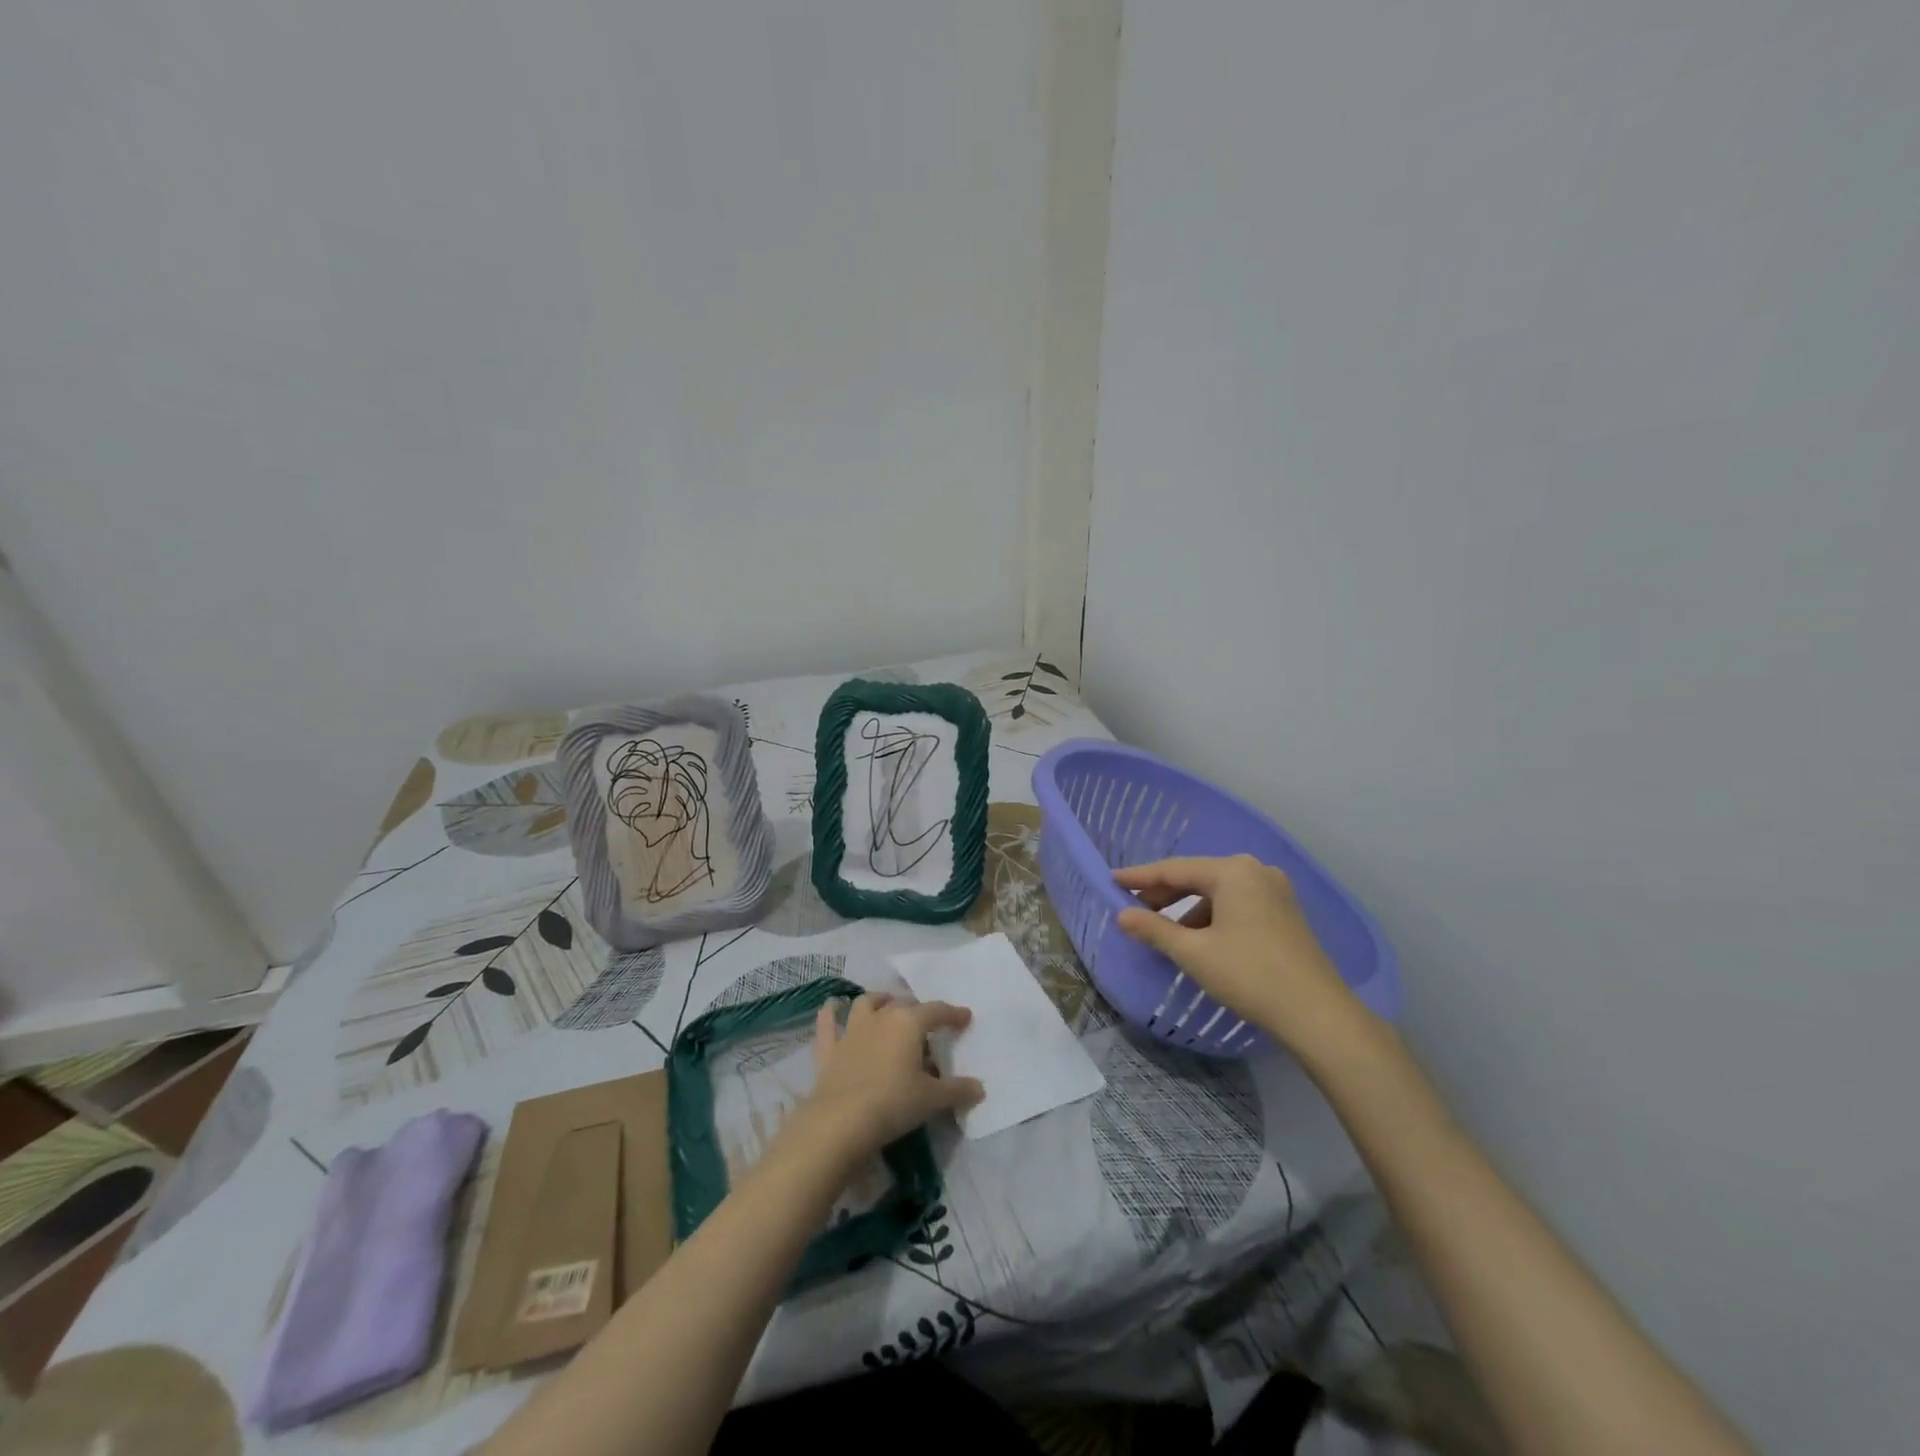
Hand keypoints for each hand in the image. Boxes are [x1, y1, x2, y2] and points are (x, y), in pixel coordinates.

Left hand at [785, 994, 984, 1166]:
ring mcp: (852, 1030)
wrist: (841, 1121)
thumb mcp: (932, 1099)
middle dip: (918, 1009)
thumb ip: (957, 1090)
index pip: (937, 1011)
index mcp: (909, 1023)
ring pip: (867, 1003)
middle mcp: (881, 1017)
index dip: (953, 1014)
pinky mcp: (829, 1048)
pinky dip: (831, 1012)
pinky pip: (828, 1022)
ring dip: (879, 1000)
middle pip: (903, 1004)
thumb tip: (979, 1088)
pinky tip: (833, 1005)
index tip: (965, 1017)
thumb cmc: (893, 1103)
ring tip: (887, 1004)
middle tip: (928, 1023)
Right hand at [1115, 855, 1371, 1059]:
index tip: (1112, 881)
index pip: (1174, 869)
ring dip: (1187, 909)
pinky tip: (1198, 940)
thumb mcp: (1194, 952)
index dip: (1140, 877)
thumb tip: (1122, 915)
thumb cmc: (1250, 975)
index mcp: (1233, 871)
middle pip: (1197, 877)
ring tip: (1163, 931)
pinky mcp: (1285, 913)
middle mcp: (1256, 871)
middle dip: (1164, 894)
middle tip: (1132, 909)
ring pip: (1218, 893)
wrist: (1318, 1014)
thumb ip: (1154, 929)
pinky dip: (1212, 917)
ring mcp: (1275, 891)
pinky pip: (1236, 904)